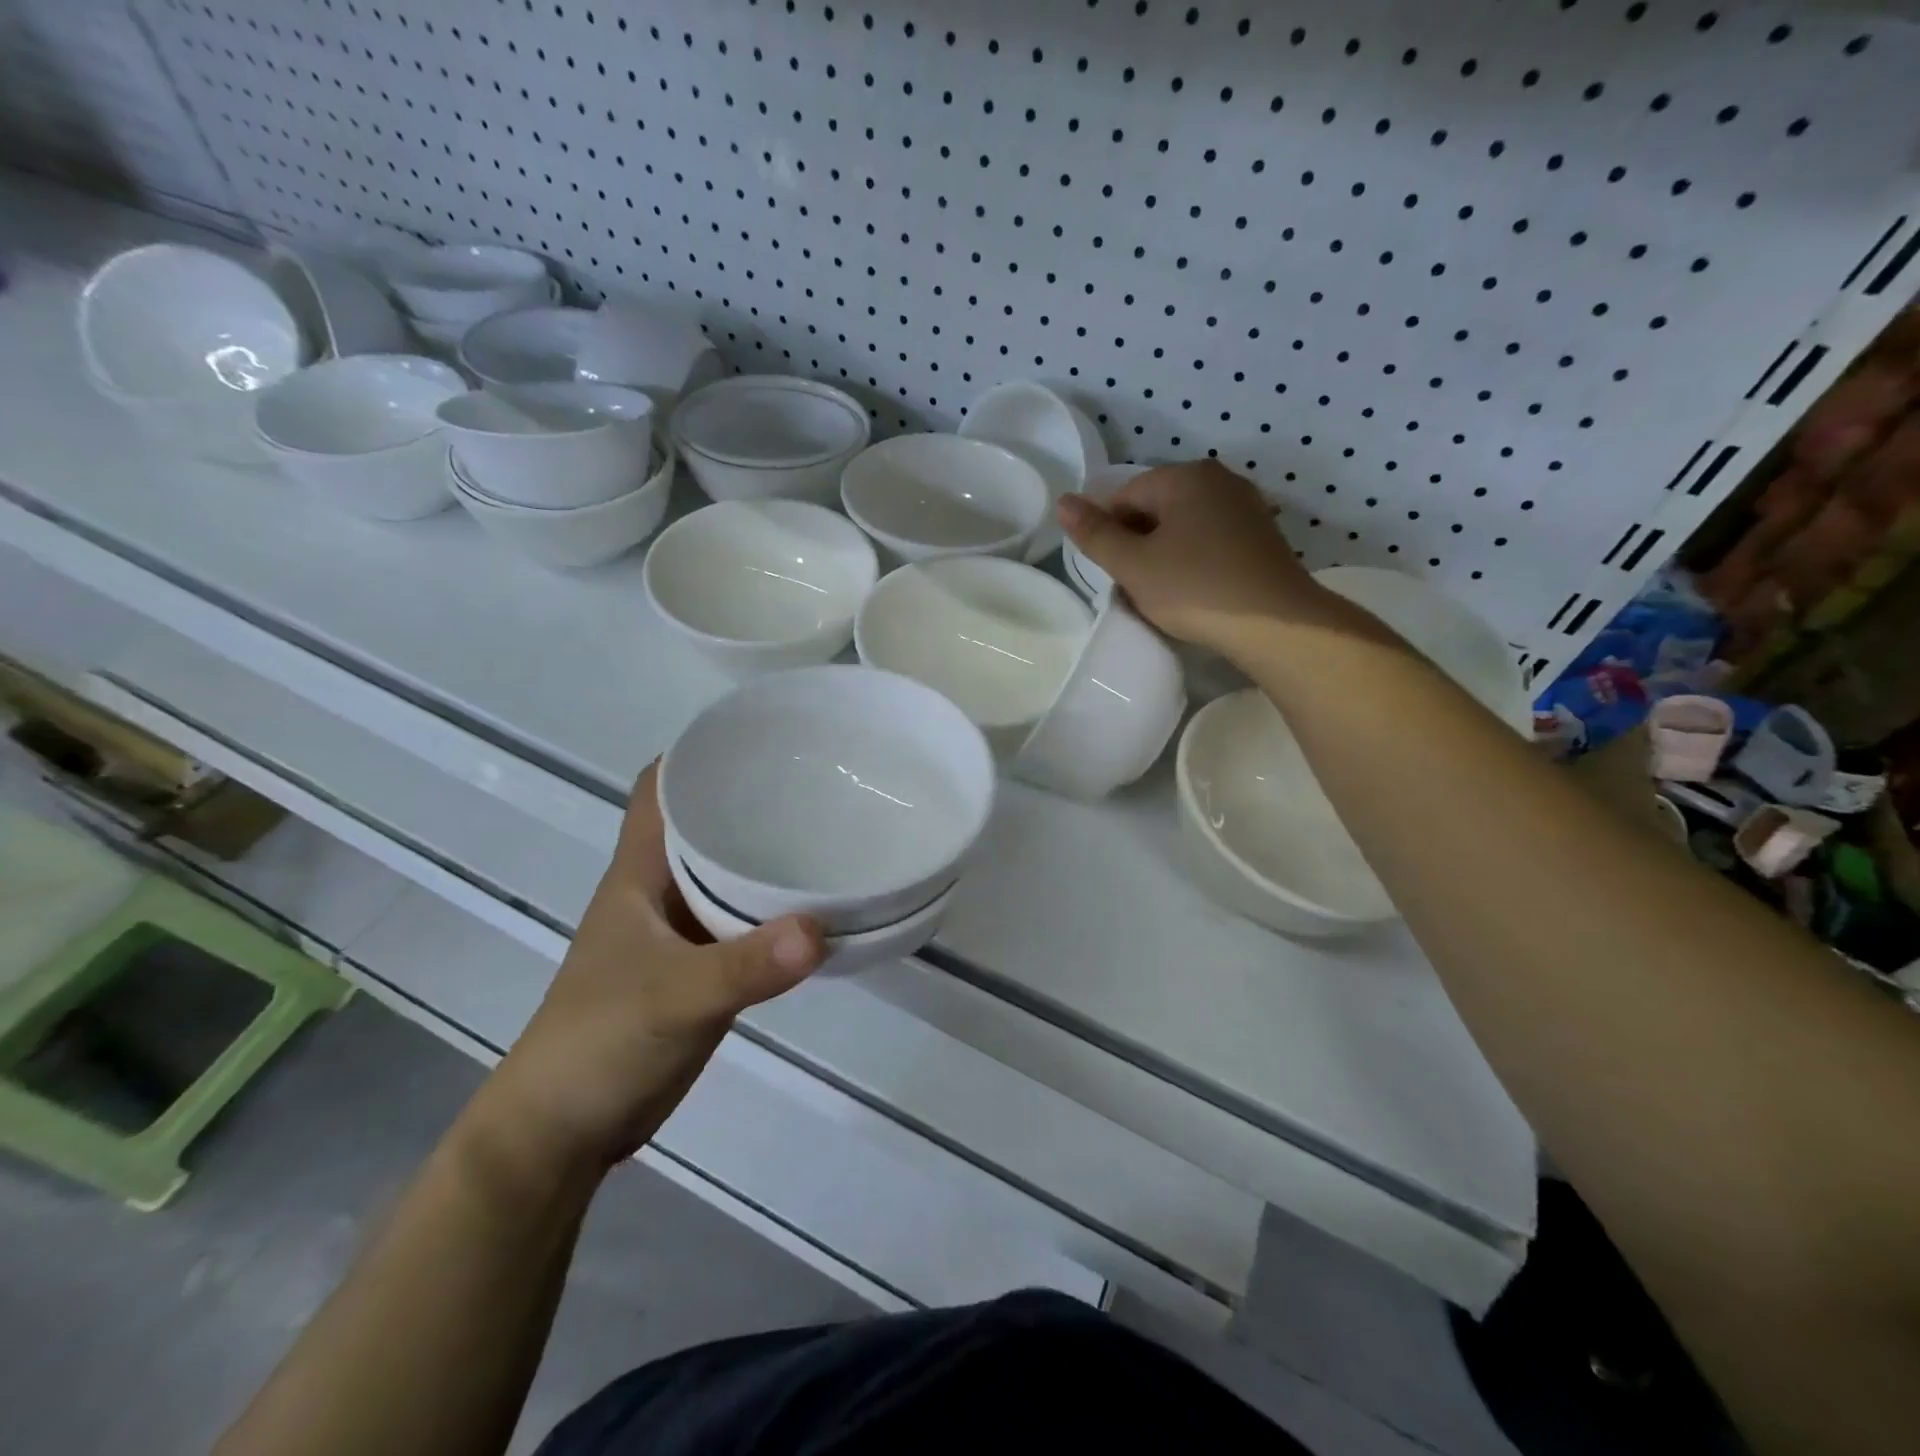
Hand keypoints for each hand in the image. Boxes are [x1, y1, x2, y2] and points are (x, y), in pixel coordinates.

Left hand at [470, 763, 823, 1179]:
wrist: (565, 1130)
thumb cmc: (599, 1043)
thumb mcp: (673, 998)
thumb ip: (745, 965)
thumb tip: (821, 928)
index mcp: (640, 872)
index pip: (662, 787)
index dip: (700, 751)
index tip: (761, 733)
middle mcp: (661, 889)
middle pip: (708, 822)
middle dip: (753, 795)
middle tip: (821, 776)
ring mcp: (683, 929)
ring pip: (731, 872)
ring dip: (770, 853)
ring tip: (833, 829)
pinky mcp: (703, 967)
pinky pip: (746, 920)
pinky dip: (778, 908)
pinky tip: (819, 905)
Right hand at [1057, 461, 1327, 657]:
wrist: (1276, 624)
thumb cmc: (1195, 588)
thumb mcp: (1133, 565)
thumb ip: (1094, 534)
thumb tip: (1063, 501)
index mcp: (1185, 476)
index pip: (1125, 496)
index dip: (1108, 534)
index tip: (1110, 572)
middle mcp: (1219, 480)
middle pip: (1156, 508)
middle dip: (1137, 543)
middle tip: (1133, 586)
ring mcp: (1246, 507)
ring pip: (1184, 527)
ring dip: (1164, 555)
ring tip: (1161, 593)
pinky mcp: (1262, 537)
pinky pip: (1211, 541)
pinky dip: (1193, 561)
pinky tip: (1193, 592)